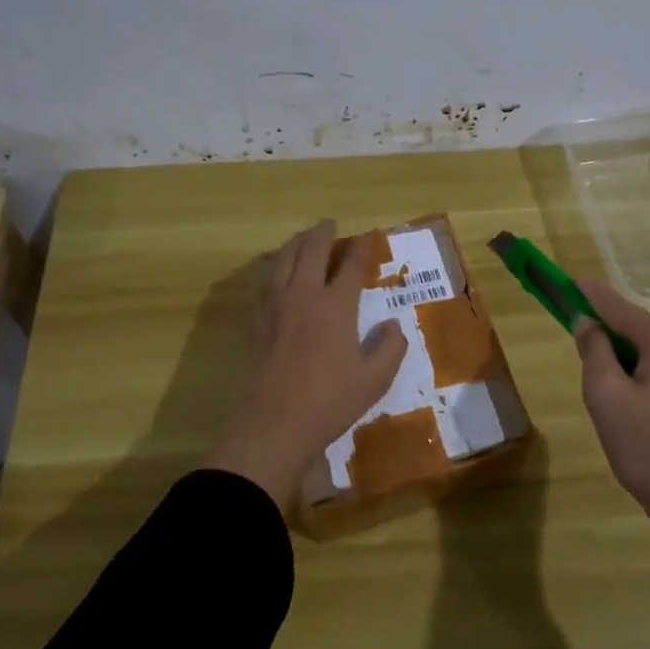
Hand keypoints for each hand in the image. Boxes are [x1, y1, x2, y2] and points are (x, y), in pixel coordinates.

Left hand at [205, 220, 407, 511]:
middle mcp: (303, 295)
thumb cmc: (329, 402)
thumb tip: (393, 325)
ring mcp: (275, 305)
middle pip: (311, 250)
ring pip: (283, 259)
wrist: (272, 424)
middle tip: (330, 224)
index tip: (368, 238)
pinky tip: (278, 271)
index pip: (351, 265)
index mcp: (335, 306)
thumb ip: (390, 348)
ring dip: (296, 243)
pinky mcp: (256, 320)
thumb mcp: (374, 380)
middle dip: (323, 233)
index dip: (361, 248)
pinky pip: (266, 280)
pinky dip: (276, 265)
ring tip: (304, 238)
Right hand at [575, 279, 649, 648]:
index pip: (618, 307)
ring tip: (613, 410)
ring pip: (649, 353)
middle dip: (607, 344)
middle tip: (588, 381)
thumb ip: (594, 351)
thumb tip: (589, 324)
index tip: (567, 282)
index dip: (589, 295)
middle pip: (635, 330)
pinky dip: (642, 380)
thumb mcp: (606, 397)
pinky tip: (635, 416)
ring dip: (624, 366)